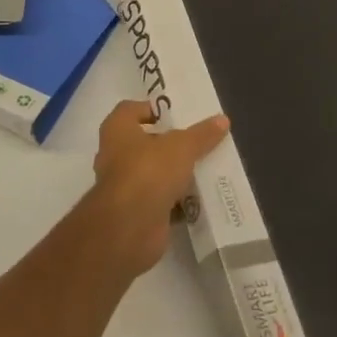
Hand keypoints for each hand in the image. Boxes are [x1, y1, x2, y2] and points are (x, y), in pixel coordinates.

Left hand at [81, 101, 230, 277]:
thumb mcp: (182, 147)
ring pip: (152, 173)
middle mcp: (114, 155)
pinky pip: (159, 200)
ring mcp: (123, 186)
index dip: (151, 109)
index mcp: (117, 130)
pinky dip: (176, 200)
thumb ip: (202, 134)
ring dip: (174, 173)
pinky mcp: (135, 212)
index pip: (130, 110)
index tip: (177, 115)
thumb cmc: (149, 171)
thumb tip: (222, 119)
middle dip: (169, 144)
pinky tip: (200, 198)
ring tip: (204, 168)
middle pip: (144, 143)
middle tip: (197, 142)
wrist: (130, 227)